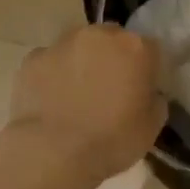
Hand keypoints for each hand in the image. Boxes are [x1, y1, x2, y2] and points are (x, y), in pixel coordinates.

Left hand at [7, 24, 166, 187]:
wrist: (52, 153)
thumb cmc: (110, 141)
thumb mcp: (152, 127)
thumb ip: (154, 99)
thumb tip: (148, 92)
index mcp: (135, 47)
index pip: (149, 48)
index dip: (146, 68)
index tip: (140, 89)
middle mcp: (100, 35)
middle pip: (112, 38)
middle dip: (113, 57)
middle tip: (108, 89)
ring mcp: (64, 43)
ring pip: (79, 45)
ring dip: (82, 61)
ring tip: (76, 95)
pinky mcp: (34, 57)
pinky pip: (50, 61)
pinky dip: (53, 74)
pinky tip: (51, 100)